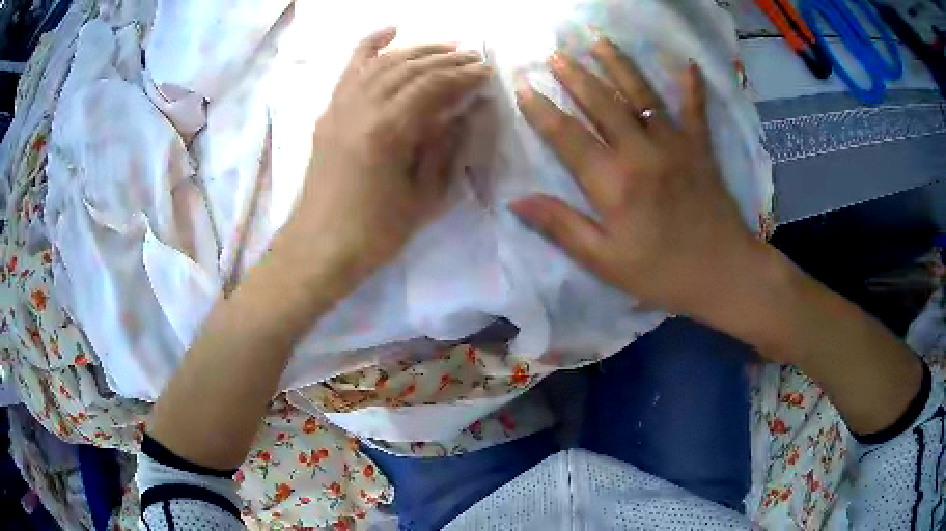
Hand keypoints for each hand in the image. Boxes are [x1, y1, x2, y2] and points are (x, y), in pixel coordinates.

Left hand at [281, 27, 491, 286]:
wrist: (318, 248)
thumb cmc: (374, 233)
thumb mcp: (424, 197)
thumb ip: (447, 147)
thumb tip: (468, 110)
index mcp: (387, 131)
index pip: (432, 86)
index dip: (463, 75)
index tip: (486, 71)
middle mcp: (361, 108)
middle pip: (408, 68)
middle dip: (445, 58)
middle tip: (473, 57)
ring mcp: (340, 107)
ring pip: (382, 63)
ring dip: (416, 51)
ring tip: (445, 47)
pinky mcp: (329, 113)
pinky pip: (349, 70)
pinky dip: (369, 46)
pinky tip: (390, 31)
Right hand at [511, 38, 764, 322]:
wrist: (724, 275)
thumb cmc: (662, 273)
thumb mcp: (605, 262)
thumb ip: (562, 227)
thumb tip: (517, 202)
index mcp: (614, 184)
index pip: (567, 136)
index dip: (540, 109)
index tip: (521, 85)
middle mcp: (642, 153)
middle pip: (601, 103)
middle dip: (575, 75)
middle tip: (554, 51)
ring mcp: (675, 145)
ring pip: (640, 94)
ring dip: (617, 64)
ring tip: (597, 39)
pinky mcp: (700, 148)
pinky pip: (696, 110)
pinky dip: (692, 86)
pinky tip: (686, 63)